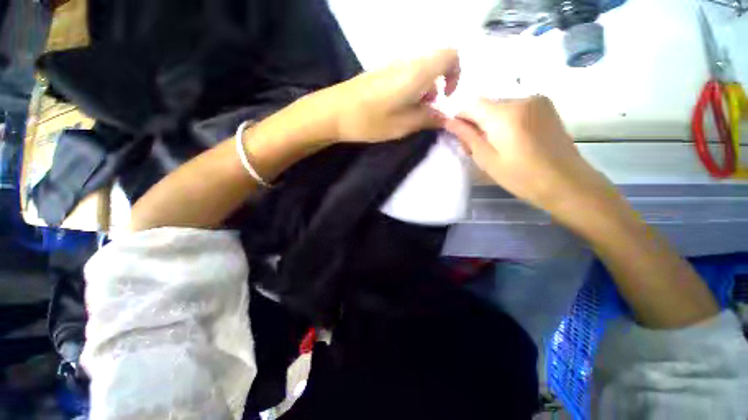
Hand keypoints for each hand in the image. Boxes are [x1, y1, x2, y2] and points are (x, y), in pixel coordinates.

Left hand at [317, 49, 459, 141]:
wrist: (333, 112)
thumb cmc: (370, 120)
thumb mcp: (403, 125)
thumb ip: (428, 119)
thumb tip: (444, 116)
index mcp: (417, 71)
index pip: (450, 55)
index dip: (456, 73)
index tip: (447, 96)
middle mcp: (407, 62)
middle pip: (434, 63)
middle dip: (438, 86)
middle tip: (427, 109)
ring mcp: (391, 65)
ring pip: (419, 70)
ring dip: (423, 89)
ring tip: (411, 112)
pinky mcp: (380, 72)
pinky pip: (404, 74)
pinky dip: (410, 88)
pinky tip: (397, 106)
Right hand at [445, 96, 613, 213]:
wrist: (566, 182)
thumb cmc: (520, 176)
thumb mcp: (486, 159)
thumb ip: (467, 136)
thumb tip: (448, 122)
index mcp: (504, 114)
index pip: (471, 104)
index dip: (460, 117)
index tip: (459, 134)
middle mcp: (521, 98)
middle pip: (486, 103)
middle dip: (475, 120)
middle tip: (476, 144)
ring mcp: (537, 99)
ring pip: (500, 105)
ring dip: (490, 120)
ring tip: (495, 143)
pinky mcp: (546, 105)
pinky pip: (515, 106)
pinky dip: (505, 118)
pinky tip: (511, 138)